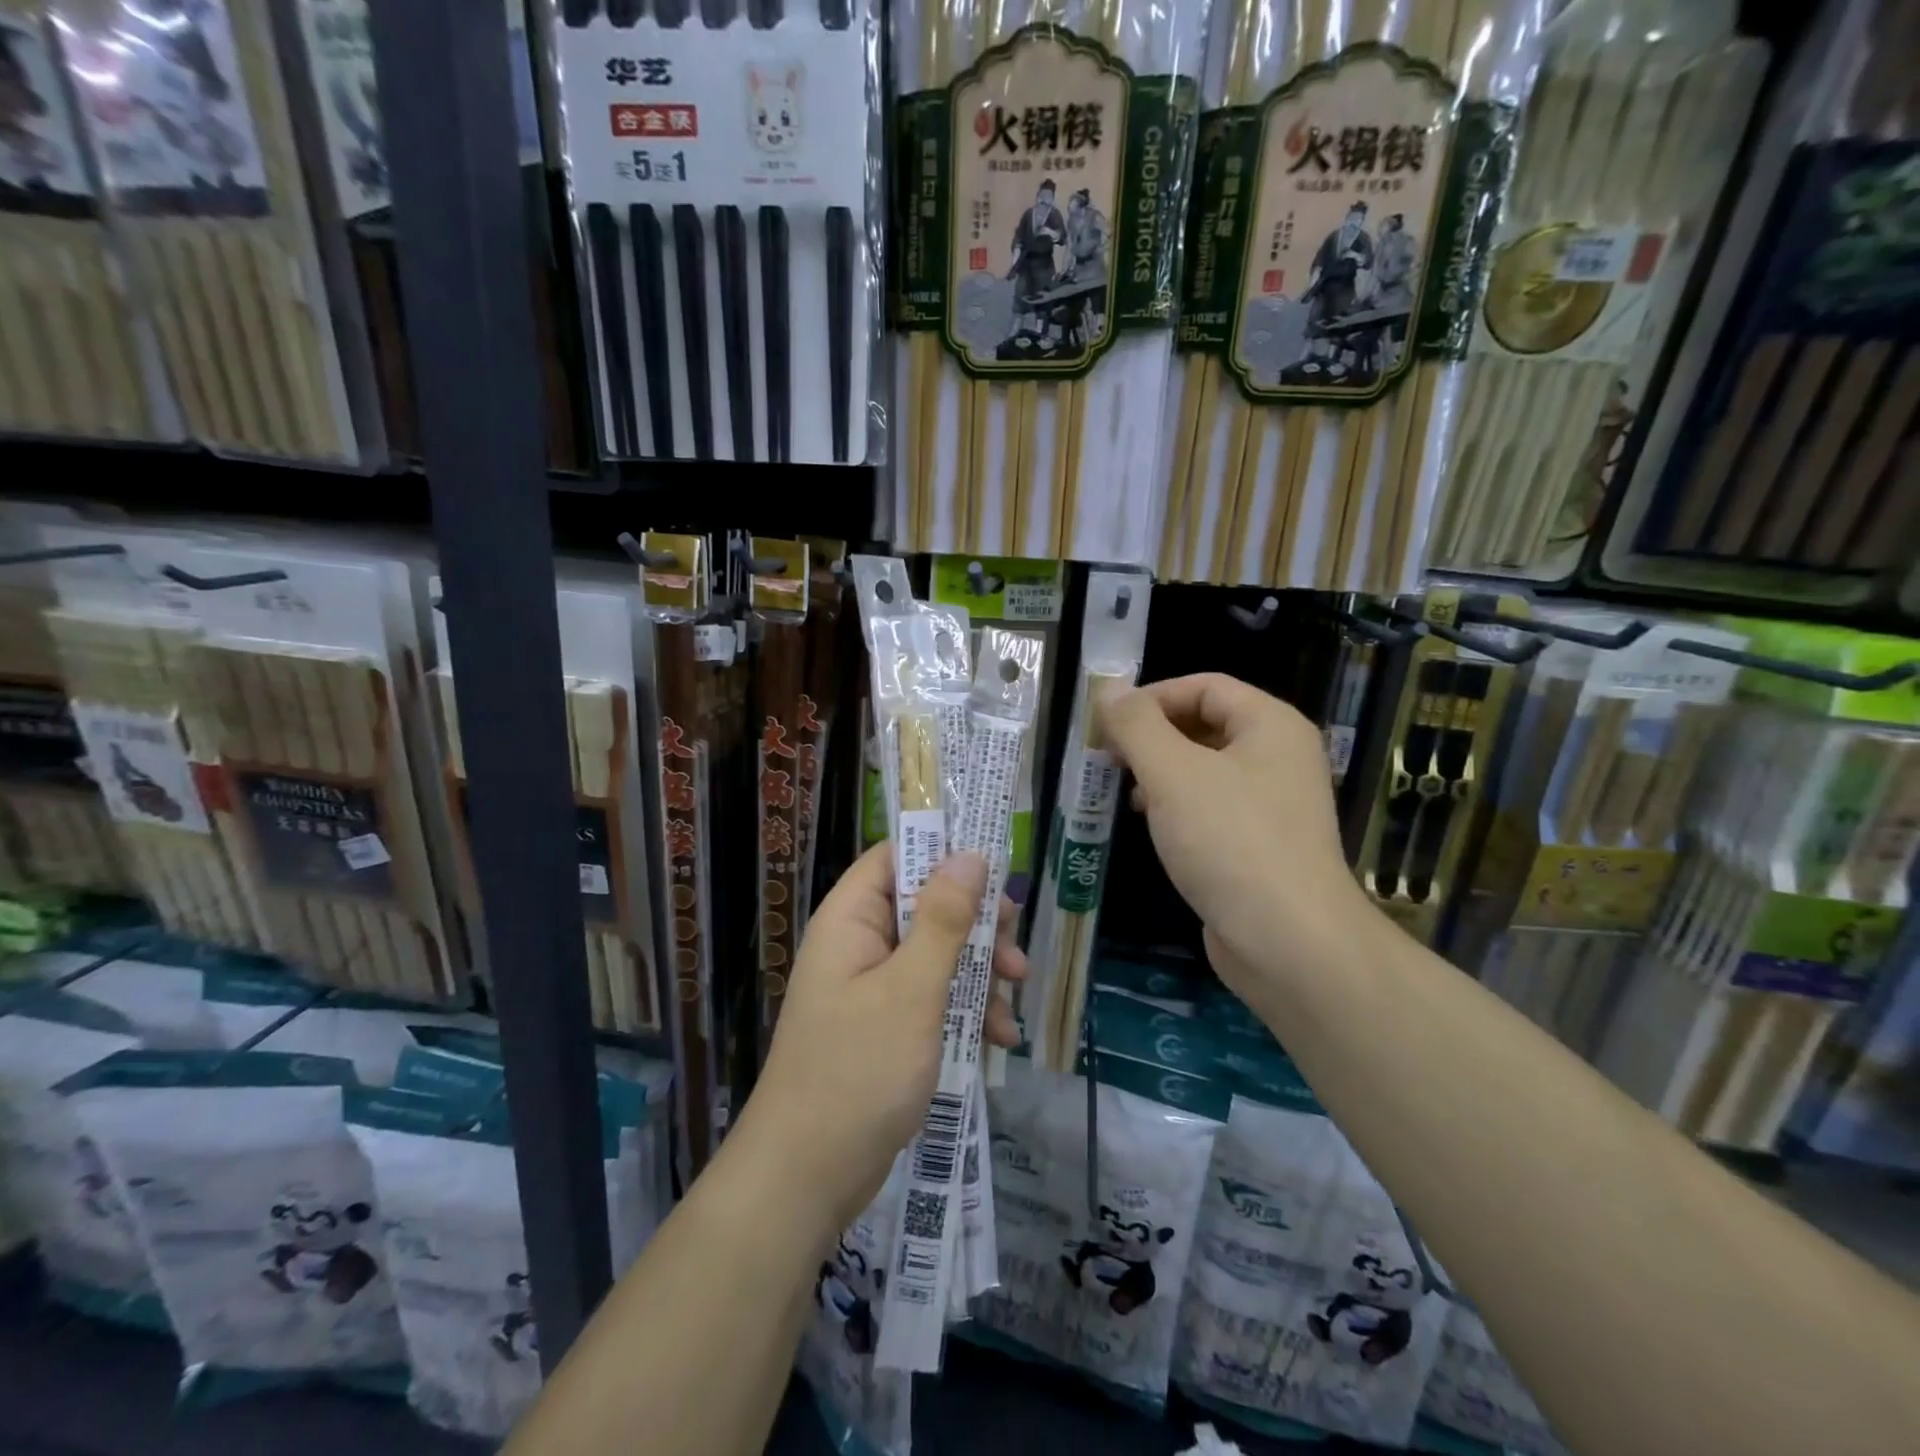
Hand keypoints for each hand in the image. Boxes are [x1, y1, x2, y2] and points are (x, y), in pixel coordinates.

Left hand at [738, 842, 1024, 1234]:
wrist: (807, 1178)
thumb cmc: (858, 1071)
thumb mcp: (912, 990)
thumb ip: (943, 920)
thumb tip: (969, 854)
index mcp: (851, 920)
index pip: (895, 857)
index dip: (942, 851)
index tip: (995, 866)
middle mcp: (858, 944)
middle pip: (924, 905)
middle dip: (975, 922)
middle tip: (1014, 940)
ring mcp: (871, 988)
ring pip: (935, 953)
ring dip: (979, 969)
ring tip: (1017, 991)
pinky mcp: (885, 1027)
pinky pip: (932, 997)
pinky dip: (966, 1009)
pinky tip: (1000, 1037)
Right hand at [1098, 674, 1362, 994]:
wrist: (1288, 942)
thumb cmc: (1230, 841)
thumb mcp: (1172, 773)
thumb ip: (1136, 725)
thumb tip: (1108, 687)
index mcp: (1271, 724)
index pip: (1204, 685)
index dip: (1152, 697)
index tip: (1108, 724)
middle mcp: (1279, 756)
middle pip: (1205, 724)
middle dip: (1152, 736)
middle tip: (1108, 758)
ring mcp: (1273, 803)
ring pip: (1205, 768)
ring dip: (1160, 772)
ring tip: (1124, 792)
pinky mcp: (1261, 844)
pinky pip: (1212, 807)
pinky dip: (1177, 806)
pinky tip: (1152, 826)